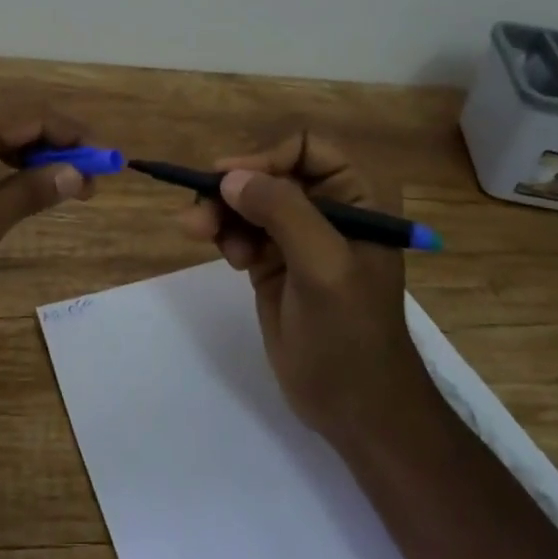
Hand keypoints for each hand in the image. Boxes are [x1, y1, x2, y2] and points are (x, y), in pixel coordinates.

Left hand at [0, 106, 94, 339]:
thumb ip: (31, 191)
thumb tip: (76, 172)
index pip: (37, 117)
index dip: (78, 138)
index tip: (110, 163)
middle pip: (21, 123)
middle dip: (60, 147)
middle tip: (91, 181)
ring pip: (1, 139)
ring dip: (36, 159)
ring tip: (66, 188)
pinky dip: (9, 170)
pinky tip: (22, 191)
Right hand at [177, 133, 440, 448]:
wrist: (355, 409)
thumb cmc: (351, 335)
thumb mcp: (323, 267)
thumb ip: (282, 213)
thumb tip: (230, 177)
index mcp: (358, 199)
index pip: (307, 149)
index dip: (267, 157)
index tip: (230, 180)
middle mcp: (328, 209)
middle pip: (270, 173)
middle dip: (234, 188)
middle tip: (199, 211)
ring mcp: (299, 237)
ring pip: (249, 202)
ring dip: (222, 212)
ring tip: (200, 233)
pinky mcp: (274, 263)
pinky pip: (241, 231)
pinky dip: (226, 235)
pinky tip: (228, 259)